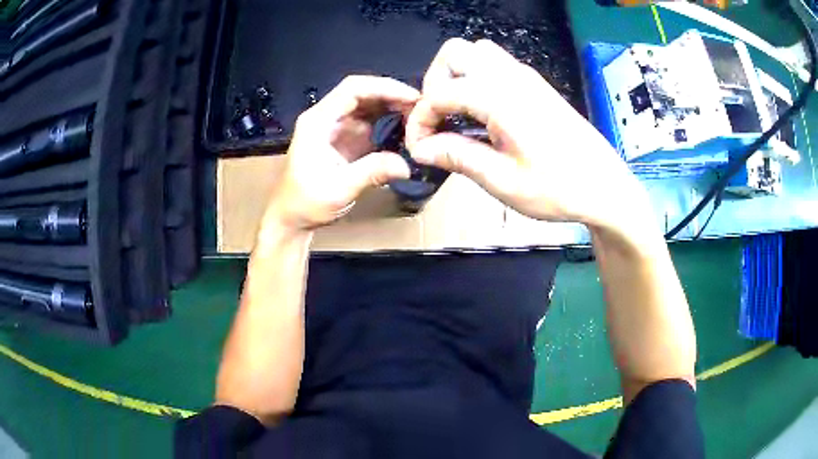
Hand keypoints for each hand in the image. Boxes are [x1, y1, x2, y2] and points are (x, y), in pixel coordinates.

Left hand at [264, 76, 419, 232]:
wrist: (292, 218)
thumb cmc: (306, 203)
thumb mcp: (339, 189)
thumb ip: (372, 172)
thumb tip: (407, 165)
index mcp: (318, 121)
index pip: (352, 89)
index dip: (384, 88)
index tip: (412, 97)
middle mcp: (326, 118)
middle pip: (361, 93)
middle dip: (391, 96)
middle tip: (421, 108)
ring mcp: (335, 127)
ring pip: (367, 106)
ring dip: (391, 107)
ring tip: (417, 117)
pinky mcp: (344, 139)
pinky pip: (368, 122)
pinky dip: (387, 123)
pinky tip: (404, 130)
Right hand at [405, 39, 650, 232]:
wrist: (604, 186)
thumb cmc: (559, 188)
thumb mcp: (503, 180)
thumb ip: (457, 156)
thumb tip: (421, 147)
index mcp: (501, 98)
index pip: (440, 92)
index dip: (420, 119)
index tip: (419, 147)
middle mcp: (512, 77)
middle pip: (455, 53)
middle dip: (435, 83)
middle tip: (437, 119)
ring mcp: (526, 78)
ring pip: (476, 53)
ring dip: (456, 77)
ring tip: (457, 114)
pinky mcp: (536, 86)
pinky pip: (496, 65)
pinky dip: (477, 80)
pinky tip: (482, 115)